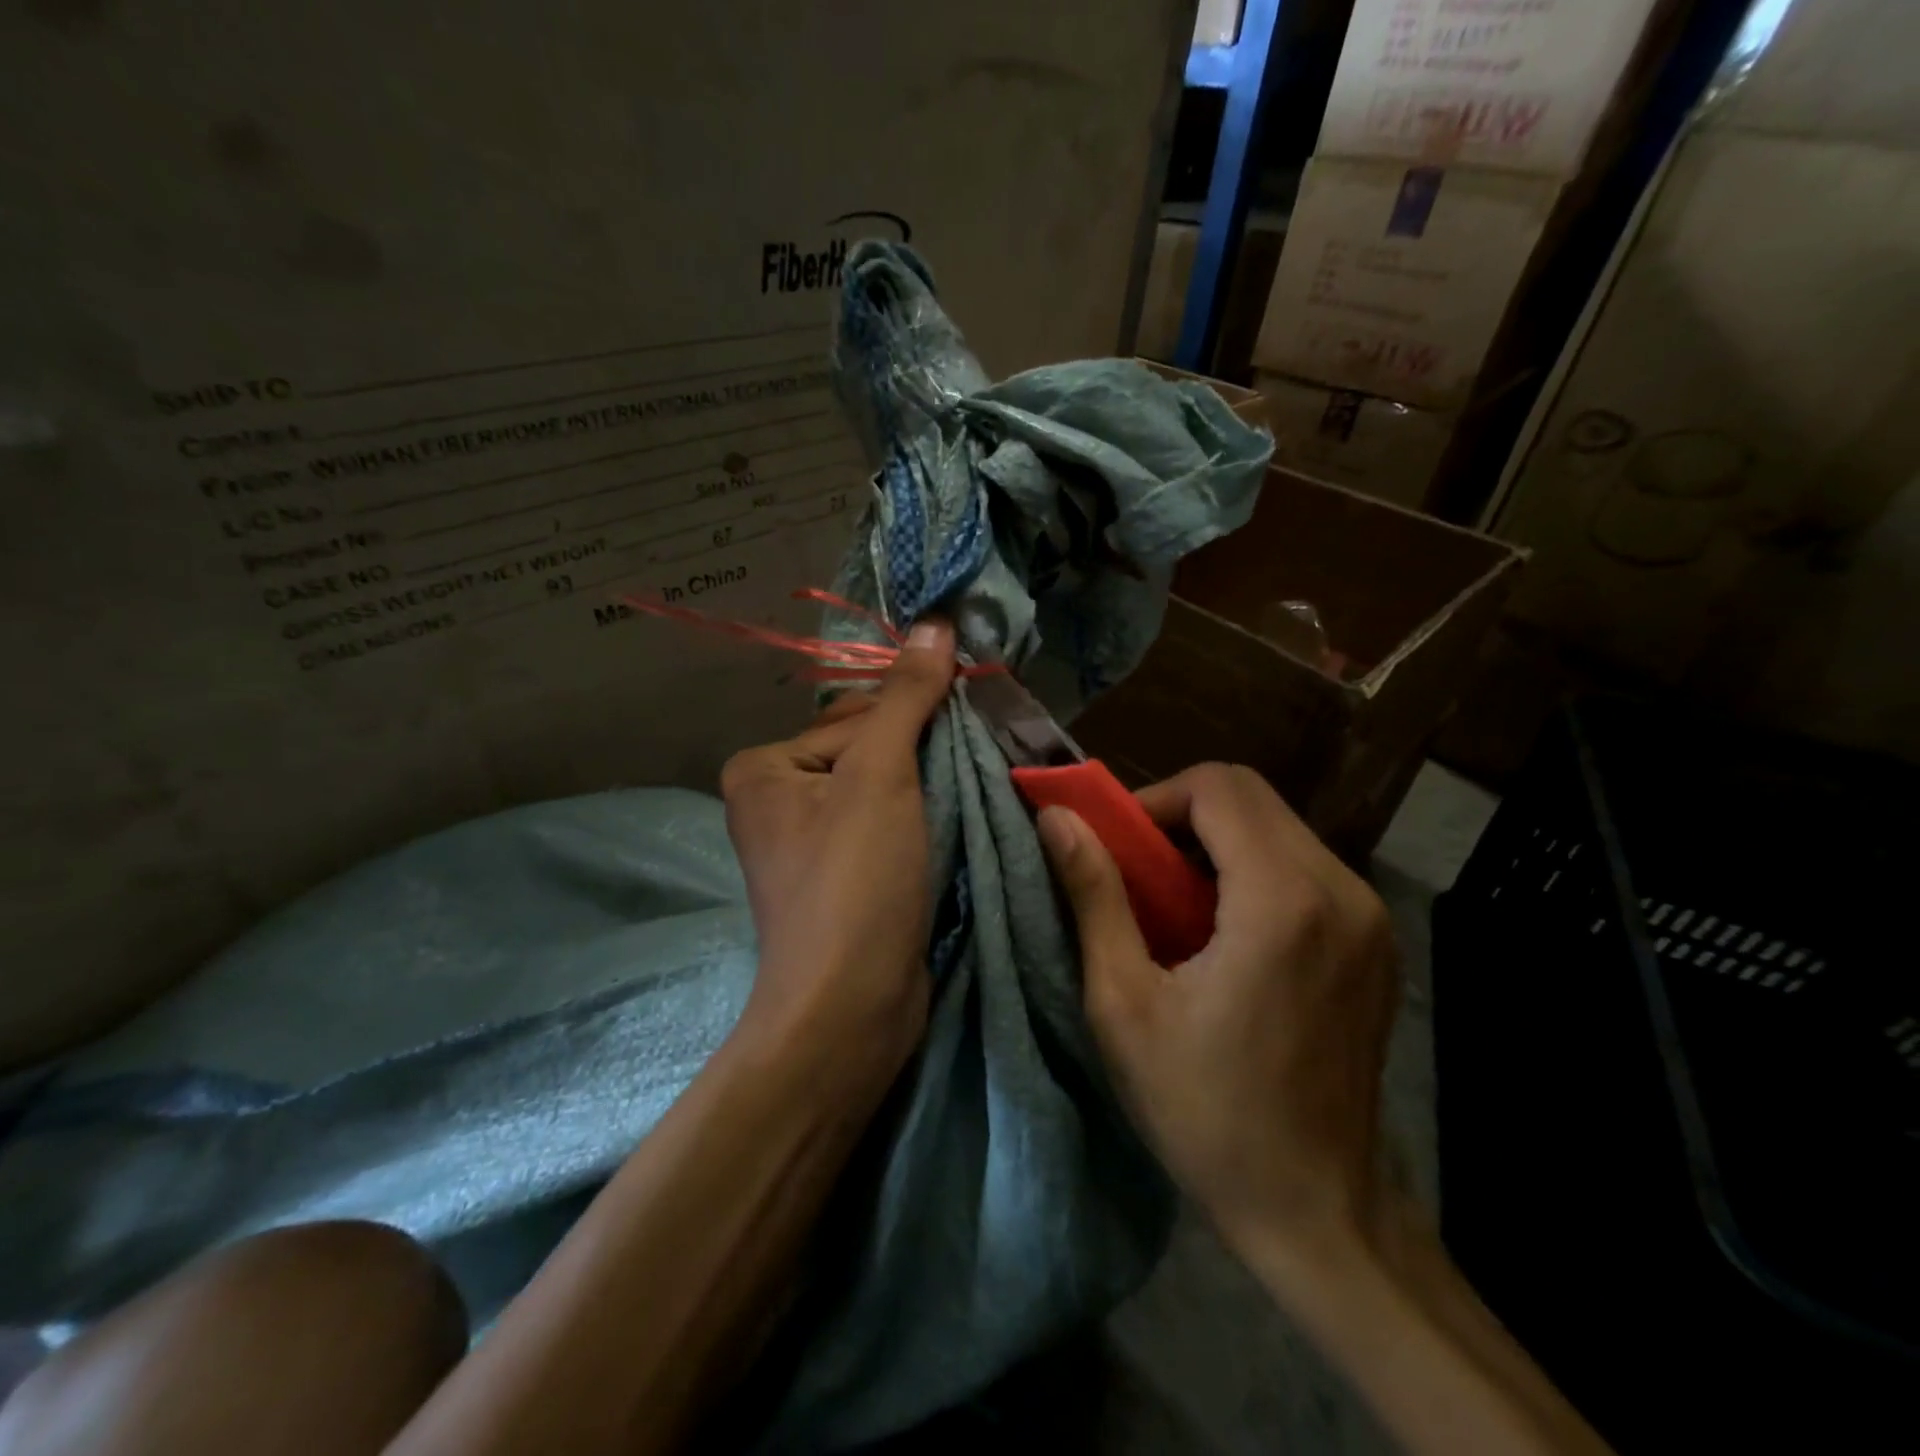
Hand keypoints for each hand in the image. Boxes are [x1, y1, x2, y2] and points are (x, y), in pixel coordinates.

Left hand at [720, 619, 955, 1097]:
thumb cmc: (854, 881)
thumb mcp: (881, 774)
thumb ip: (907, 697)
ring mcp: (809, 845)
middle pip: (871, 751)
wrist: (852, 1008)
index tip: (964, 730)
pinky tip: (953, 829)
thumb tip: (935, 621)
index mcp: (764, 767)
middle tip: (974, 762)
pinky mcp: (843, 879)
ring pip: (886, 792)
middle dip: (923, 757)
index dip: (913, 724)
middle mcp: (776, 800)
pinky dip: (923, 825)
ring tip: (972, 793)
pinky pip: (889, 829)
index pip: (856, 718)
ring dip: (931, 790)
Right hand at [1036, 763, 1397, 1275]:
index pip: (1218, 786)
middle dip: (1182, 815)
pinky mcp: (1377, 940)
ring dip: (1216, 843)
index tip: (1119, 849)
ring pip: (1278, 827)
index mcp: (1282, 901)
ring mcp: (1370, 916)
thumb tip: (1057, 820)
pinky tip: (1224, 931)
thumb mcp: (1125, 1003)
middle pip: (1251, 796)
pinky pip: (1304, 865)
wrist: (1317, 1209)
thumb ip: (1093, 896)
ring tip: (1174, 906)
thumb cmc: (1205, 1110)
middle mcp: (1341, 891)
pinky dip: (1252, 870)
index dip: (1156, 799)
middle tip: (1139, 872)